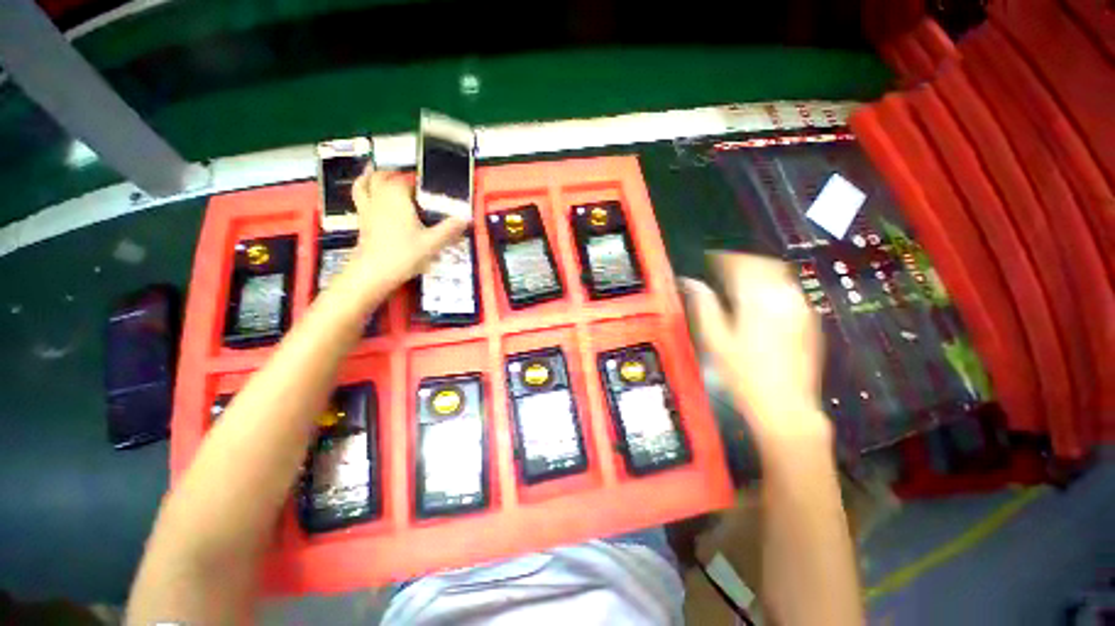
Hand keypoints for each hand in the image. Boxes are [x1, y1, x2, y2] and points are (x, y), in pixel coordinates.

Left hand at [349, 167, 469, 285]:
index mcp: (397, 197)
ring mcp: (367, 208)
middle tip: (408, 182)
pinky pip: (359, 197)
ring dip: (372, 176)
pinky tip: (370, 195)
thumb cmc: (404, 254)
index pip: (405, 180)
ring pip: (365, 183)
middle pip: (382, 177)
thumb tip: (467, 218)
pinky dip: (362, 189)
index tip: (427, 188)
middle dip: (394, 175)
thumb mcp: (432, 243)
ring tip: (381, 176)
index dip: (416, 181)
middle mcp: (379, 197)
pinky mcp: (361, 220)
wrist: (373, 272)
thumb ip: (449, 229)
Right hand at [681, 252, 829, 449]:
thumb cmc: (744, 374)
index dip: (721, 258)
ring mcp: (801, 307)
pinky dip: (771, 284)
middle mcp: (784, 297)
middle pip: (763, 263)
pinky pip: (788, 289)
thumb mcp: (715, 339)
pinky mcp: (809, 319)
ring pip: (778, 274)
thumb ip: (703, 305)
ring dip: (757, 270)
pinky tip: (758, 298)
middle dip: (741, 260)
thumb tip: (689, 282)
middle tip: (721, 267)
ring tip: (738, 279)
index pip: (740, 264)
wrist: (786, 405)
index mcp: (758, 299)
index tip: (708, 259)